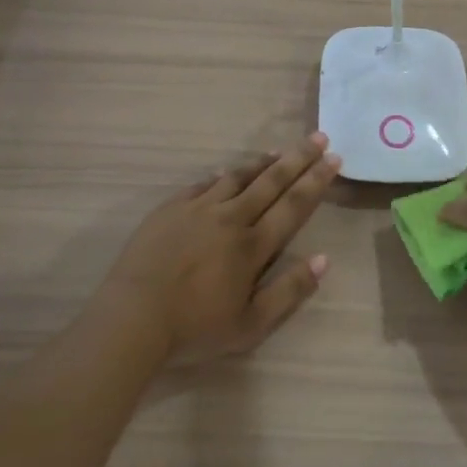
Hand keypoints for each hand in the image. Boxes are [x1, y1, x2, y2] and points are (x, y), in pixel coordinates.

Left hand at [100, 133, 341, 366]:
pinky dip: (222, 175)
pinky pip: (203, 184)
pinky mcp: (171, 208)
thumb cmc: (195, 328)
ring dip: (262, 163)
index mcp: (253, 246)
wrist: (132, 317)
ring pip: (238, 177)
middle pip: (271, 182)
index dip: (316, 181)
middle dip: (299, 159)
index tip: (334, 159)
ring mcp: (198, 209)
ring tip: (280, 151)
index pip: (293, 205)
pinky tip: (228, 171)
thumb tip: (323, 259)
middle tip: (319, 138)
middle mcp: (230, 218)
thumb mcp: (251, 325)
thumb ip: (289, 291)